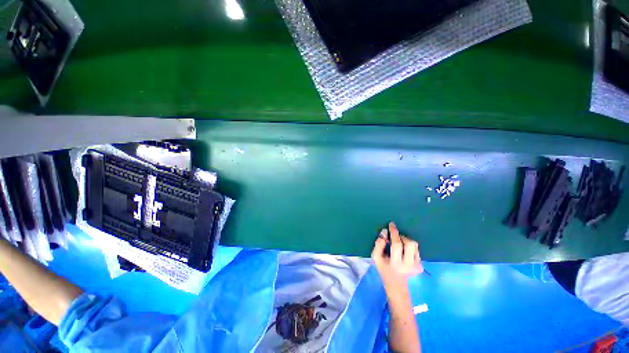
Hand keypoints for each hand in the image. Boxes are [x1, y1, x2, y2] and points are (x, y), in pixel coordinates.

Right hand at [371, 222, 422, 286]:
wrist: (397, 285)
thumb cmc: (384, 269)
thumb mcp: (376, 258)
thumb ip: (378, 244)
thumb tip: (384, 233)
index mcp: (396, 264)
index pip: (397, 245)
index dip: (394, 233)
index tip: (392, 225)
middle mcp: (409, 265)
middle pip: (410, 243)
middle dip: (402, 237)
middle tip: (395, 237)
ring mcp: (417, 266)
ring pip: (414, 245)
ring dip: (406, 241)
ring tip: (399, 244)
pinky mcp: (421, 266)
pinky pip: (417, 250)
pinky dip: (409, 247)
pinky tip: (404, 252)